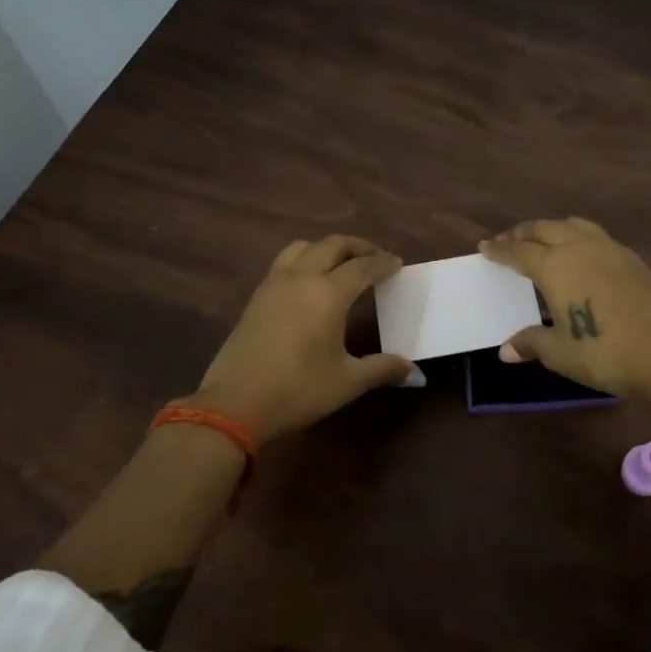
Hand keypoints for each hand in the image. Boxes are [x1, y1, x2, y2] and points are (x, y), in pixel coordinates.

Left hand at [187, 235, 414, 445]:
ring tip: (340, 263)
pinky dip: (304, 260)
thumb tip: (415, 373)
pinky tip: (309, 284)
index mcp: (328, 293)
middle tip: (374, 258)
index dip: (382, 263)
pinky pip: (284, 263)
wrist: (234, 405)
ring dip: (326, 248)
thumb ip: (383, 369)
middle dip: (357, 247)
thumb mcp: (348, 382)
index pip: (362, 267)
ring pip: (303, 248)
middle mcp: (301, 278)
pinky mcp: (255, 298)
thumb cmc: (298, 390)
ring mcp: (273, 285)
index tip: (397, 264)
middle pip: (332, 245)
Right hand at [479, 218, 650, 402]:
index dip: (500, 250)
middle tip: (508, 241)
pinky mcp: (632, 259)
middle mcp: (580, 248)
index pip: (519, 251)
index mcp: (555, 267)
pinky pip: (596, 236)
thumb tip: (505, 349)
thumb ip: (531, 343)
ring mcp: (610, 249)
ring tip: (543, 239)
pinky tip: (581, 255)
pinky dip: (578, 237)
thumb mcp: (559, 353)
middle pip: (544, 229)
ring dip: (552, 228)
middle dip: (522, 233)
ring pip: (574, 225)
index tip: (484, 247)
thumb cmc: (604, 353)